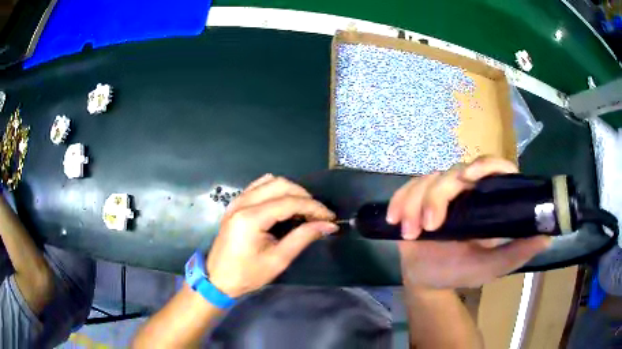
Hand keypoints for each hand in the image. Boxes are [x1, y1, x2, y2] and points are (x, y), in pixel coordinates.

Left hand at [206, 174, 337, 297]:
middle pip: (281, 184)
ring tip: (304, 210)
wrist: (218, 279)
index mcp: (251, 218)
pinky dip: (276, 190)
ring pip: (270, 181)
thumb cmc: (247, 274)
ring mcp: (237, 200)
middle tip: (318, 215)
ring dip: (291, 191)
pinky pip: (259, 186)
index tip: (330, 218)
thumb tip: (328, 225)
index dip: (314, 207)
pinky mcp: (236, 203)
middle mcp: (243, 202)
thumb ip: (303, 237)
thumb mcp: (278, 260)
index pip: (289, 202)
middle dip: (304, 197)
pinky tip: (284, 204)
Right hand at [388, 156, 550, 287]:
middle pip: (453, 173)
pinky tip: (395, 220)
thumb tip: (547, 236)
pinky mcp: (416, 200)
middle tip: (431, 225)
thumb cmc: (461, 271)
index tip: (472, 176)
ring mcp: (439, 194)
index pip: (492, 168)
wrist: (428, 280)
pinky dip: (399, 202)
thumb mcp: (492, 266)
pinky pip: (406, 190)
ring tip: (410, 233)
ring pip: (427, 180)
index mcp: (486, 201)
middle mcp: (465, 191)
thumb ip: (517, 253)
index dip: (485, 164)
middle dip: (438, 196)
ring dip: (415, 203)